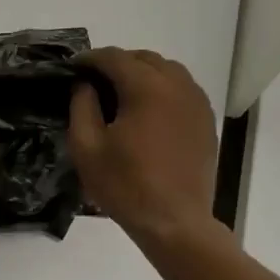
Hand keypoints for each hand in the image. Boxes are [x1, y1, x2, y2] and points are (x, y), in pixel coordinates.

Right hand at [68, 47, 219, 243]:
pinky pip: (183, 90)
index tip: (72, 68)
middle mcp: (177, 85)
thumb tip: (85, 85)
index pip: (114, 57)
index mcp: (146, 88)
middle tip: (95, 82)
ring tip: (122, 95)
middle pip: (144, 58)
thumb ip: (81, 106)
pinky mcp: (206, 121)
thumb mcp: (86, 148)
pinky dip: (162, 90)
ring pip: (167, 71)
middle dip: (117, 63)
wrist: (175, 222)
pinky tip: (148, 112)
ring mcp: (197, 103)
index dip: (89, 59)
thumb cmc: (125, 186)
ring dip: (142, 74)